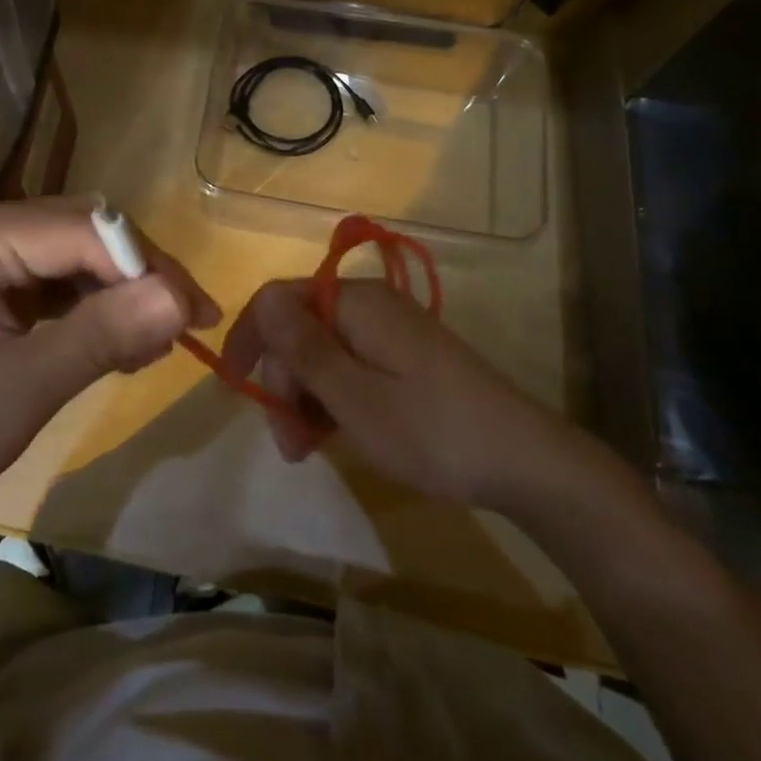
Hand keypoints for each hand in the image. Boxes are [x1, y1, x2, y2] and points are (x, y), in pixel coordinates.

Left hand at [0, 199, 219, 524]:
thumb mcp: (20, 389)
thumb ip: (102, 336)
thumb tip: (183, 300)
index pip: (85, 229)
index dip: (148, 266)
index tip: (198, 316)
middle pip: (84, 233)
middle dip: (138, 278)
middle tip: (184, 330)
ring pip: (75, 256)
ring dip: (119, 295)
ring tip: (154, 346)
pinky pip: (53, 282)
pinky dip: (90, 310)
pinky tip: (116, 344)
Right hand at [221, 277, 613, 513]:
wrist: (526, 462)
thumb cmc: (431, 431)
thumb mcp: (354, 397)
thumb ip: (303, 348)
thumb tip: (262, 298)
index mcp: (355, 302)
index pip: (278, 301)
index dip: (249, 339)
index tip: (234, 390)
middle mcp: (371, 304)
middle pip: (301, 328)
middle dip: (283, 381)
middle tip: (288, 443)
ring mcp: (392, 330)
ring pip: (324, 351)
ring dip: (306, 395)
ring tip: (309, 449)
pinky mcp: (407, 355)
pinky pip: (352, 364)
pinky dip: (335, 396)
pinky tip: (336, 433)